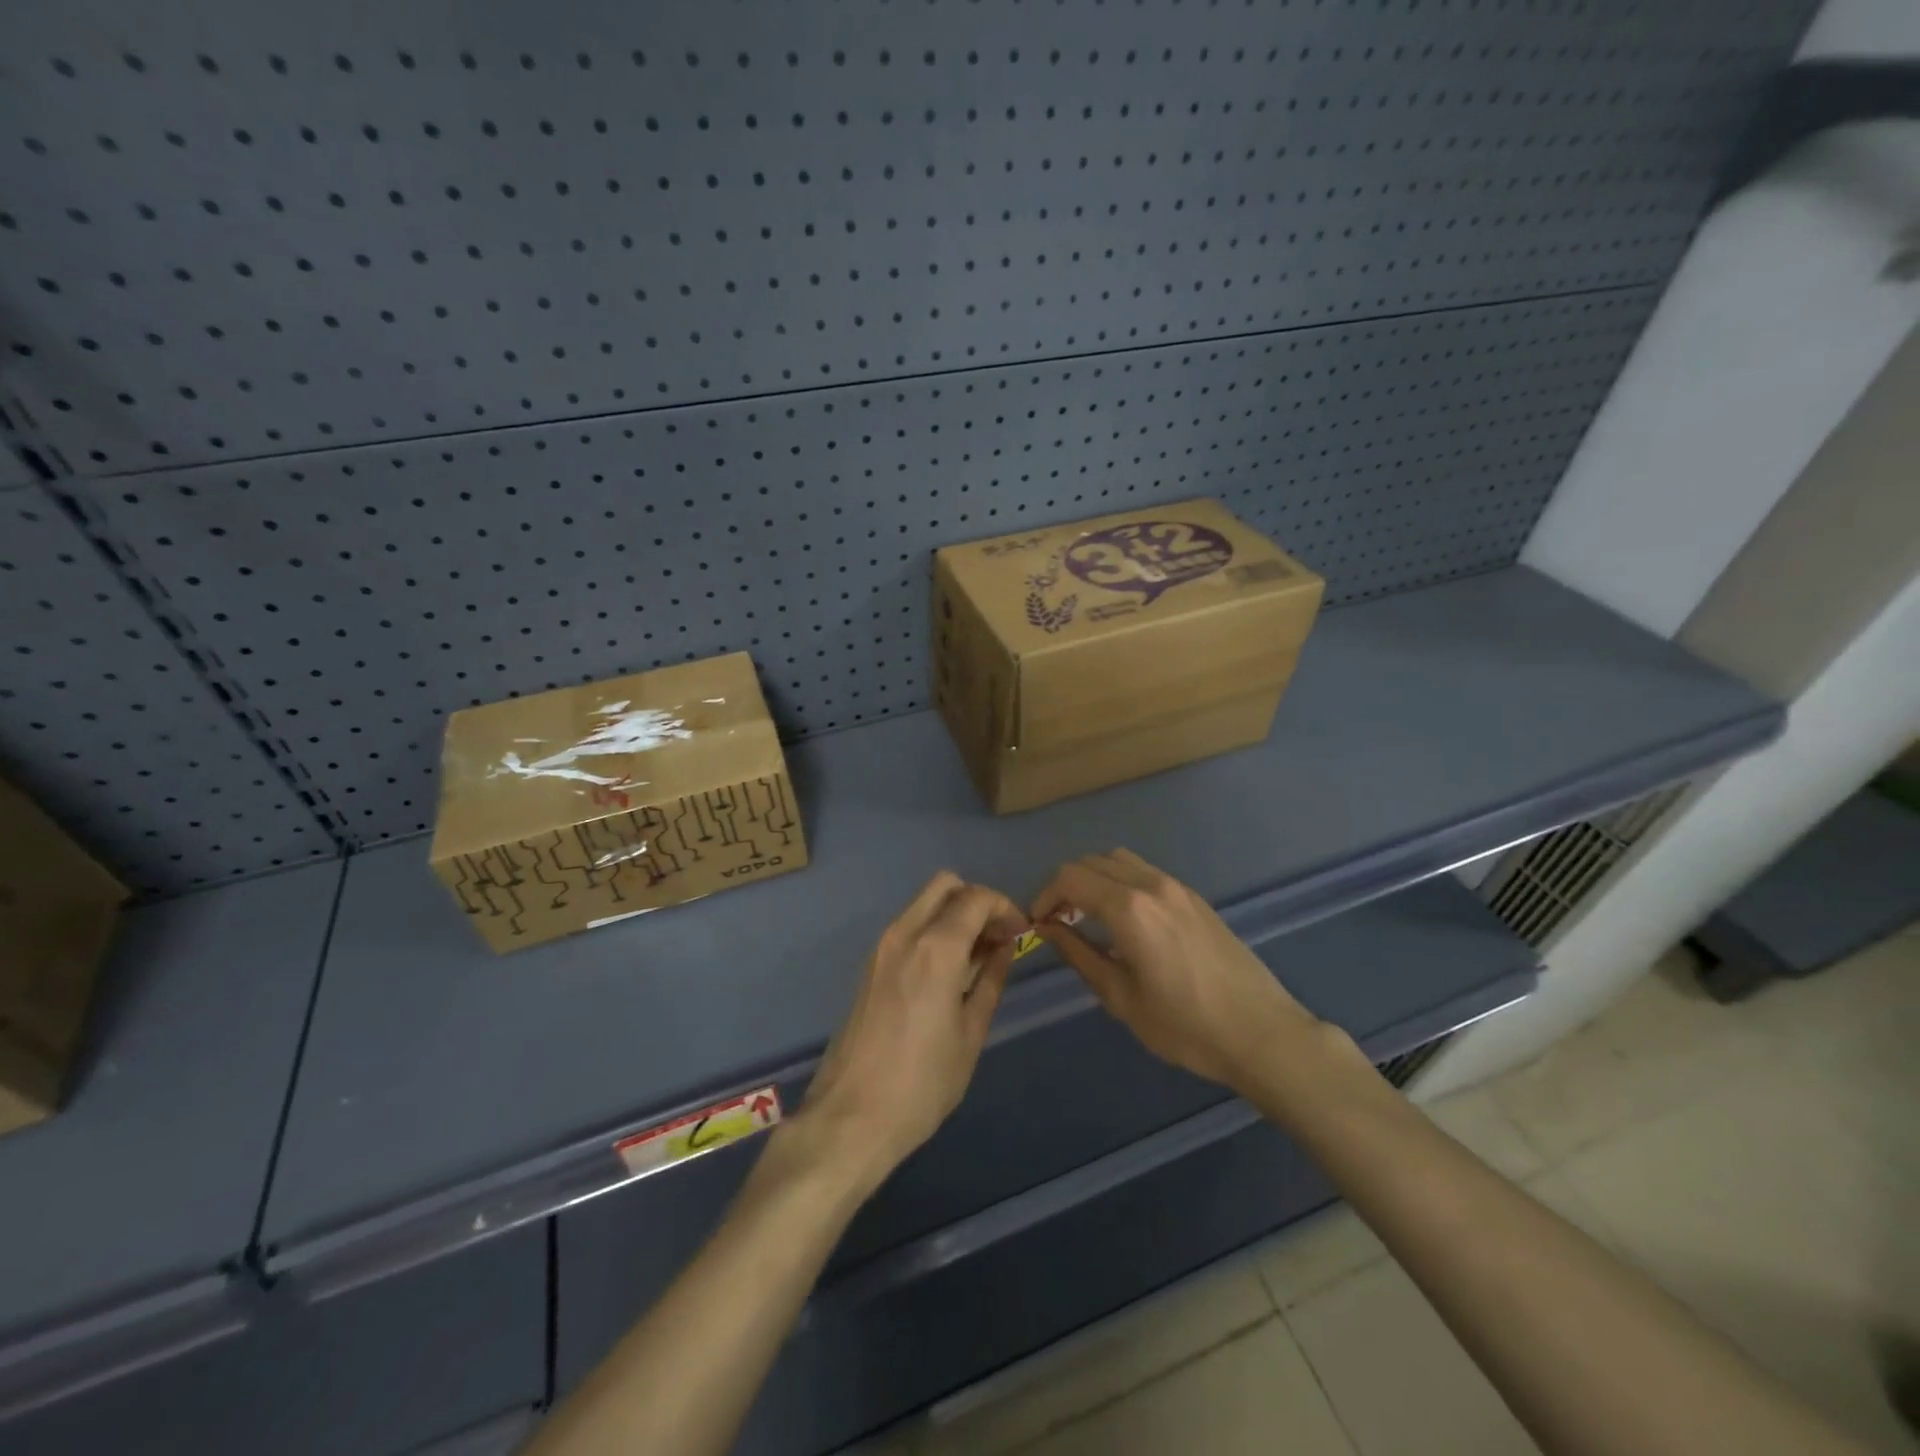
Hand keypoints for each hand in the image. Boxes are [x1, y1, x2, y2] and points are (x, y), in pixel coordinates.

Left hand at [798, 872, 1028, 1188]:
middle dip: (977, 900)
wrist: (850, 1118)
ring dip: (954, 914)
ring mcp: (881, 948)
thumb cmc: (922, 1083)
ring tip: (978, 956)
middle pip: (944, 885)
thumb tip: (1004, 948)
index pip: (976, 898)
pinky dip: (933, 930)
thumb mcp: (970, 1035)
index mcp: (934, 949)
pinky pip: (908, 927)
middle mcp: (904, 934)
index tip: (1021, 932)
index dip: (1005, 907)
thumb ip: (990, 981)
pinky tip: (949, 970)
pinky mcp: (869, 966)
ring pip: (923, 903)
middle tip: (997, 936)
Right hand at [1032, 849, 1320, 1092]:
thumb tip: (1049, 929)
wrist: (1261, 1033)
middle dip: (1065, 885)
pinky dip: (1120, 882)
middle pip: (1092, 861)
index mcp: (1129, 908)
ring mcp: (1177, 887)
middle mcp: (1151, 884)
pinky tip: (1124, 921)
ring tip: (1088, 917)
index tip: (1038, 925)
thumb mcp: (1121, 998)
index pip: (1069, 878)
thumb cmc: (1185, 1025)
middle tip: (1058, 922)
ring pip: (1119, 860)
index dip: (1044, 895)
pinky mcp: (1194, 897)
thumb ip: (1079, 955)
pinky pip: (1145, 872)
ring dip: (1094, 879)